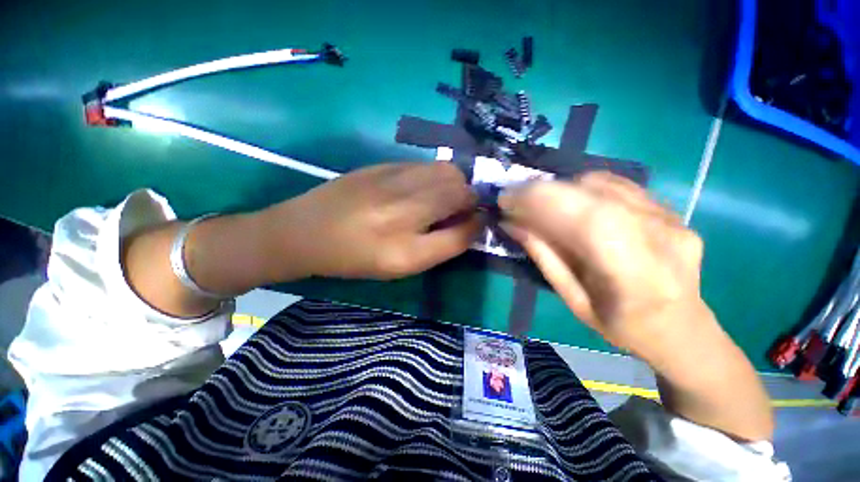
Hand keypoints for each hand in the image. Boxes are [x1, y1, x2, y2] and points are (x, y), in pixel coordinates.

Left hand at [261, 162, 479, 279]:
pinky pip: (425, 165)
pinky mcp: (383, 164)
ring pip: (447, 171)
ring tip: (442, 198)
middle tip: (459, 210)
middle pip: (460, 191)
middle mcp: (403, 209)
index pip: (463, 231)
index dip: (477, 225)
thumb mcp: (402, 265)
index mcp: (406, 248)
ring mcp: (392, 180)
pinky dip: (435, 175)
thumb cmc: (356, 257)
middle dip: (470, 199)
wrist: (306, 230)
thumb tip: (471, 223)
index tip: (476, 224)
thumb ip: (442, 246)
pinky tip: (421, 187)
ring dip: (455, 184)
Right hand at [498, 172, 705, 356]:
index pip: (587, 220)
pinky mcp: (672, 209)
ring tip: (542, 206)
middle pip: (592, 194)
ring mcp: (671, 219)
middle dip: (543, 192)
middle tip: (515, 199)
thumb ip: (545, 259)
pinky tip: (572, 203)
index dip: (542, 202)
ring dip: (562, 190)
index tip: (506, 200)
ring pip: (603, 183)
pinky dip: (585, 188)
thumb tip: (513, 225)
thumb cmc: (623, 326)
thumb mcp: (575, 301)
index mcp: (636, 277)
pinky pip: (618, 185)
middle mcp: (661, 238)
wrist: (684, 329)